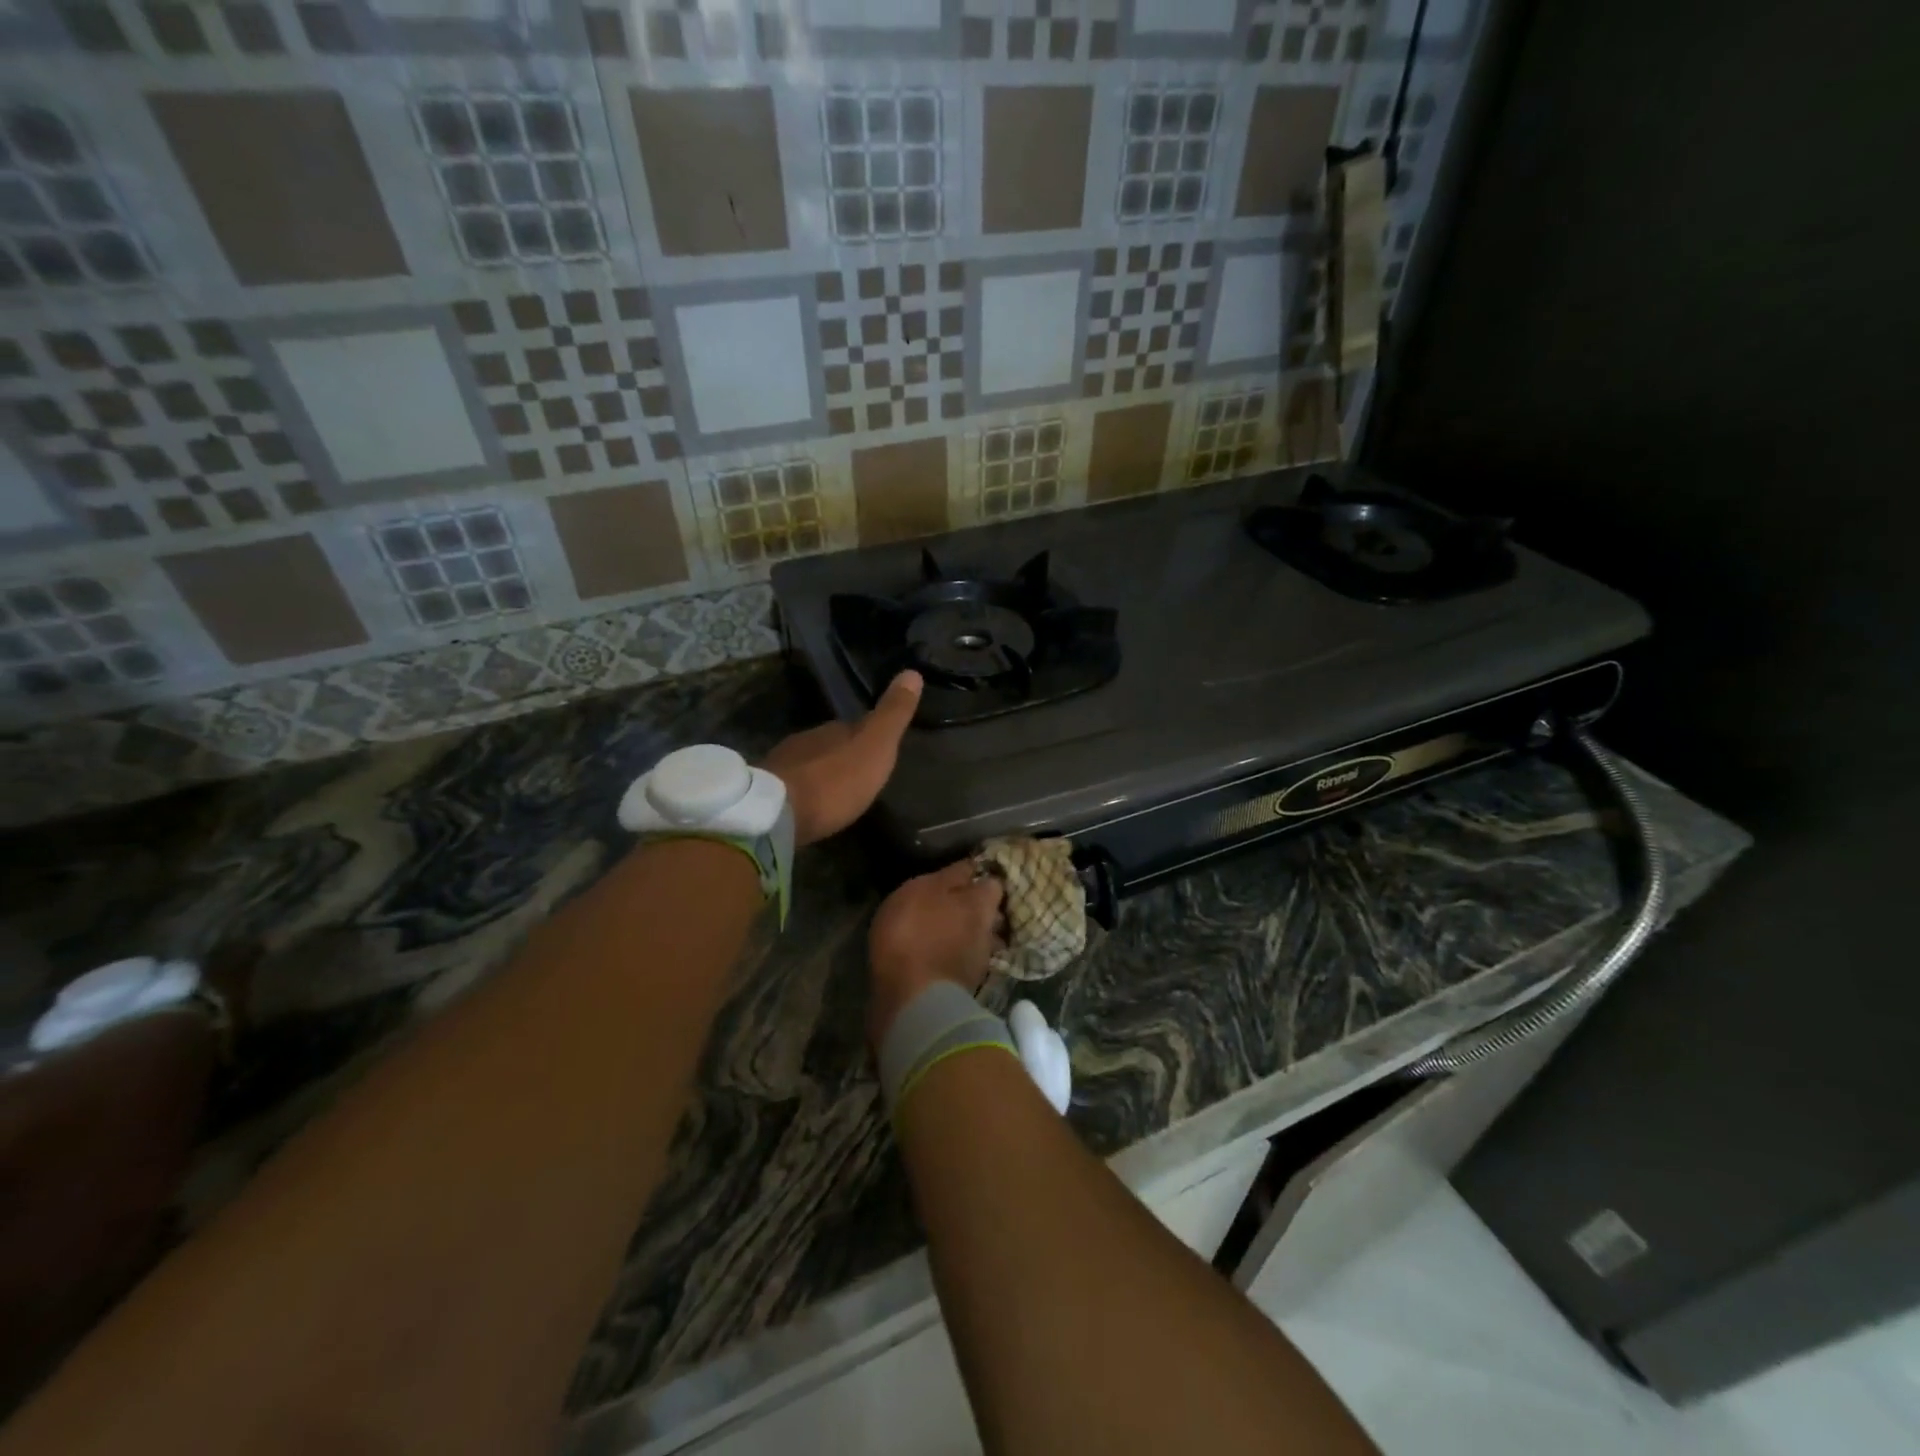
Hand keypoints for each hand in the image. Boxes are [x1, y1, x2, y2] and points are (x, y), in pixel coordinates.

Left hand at [763, 671, 921, 846]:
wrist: (777, 813)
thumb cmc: (834, 781)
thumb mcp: (875, 746)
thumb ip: (892, 714)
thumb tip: (912, 672)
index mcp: (833, 729)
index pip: (853, 726)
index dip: (867, 735)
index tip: (878, 748)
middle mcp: (805, 741)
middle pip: (829, 744)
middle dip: (842, 756)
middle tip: (859, 774)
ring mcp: (782, 766)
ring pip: (808, 764)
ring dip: (822, 775)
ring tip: (836, 793)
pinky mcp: (766, 794)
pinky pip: (792, 787)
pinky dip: (804, 793)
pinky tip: (811, 806)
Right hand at [867, 860, 1004, 1047]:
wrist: (912, 999)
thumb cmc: (914, 932)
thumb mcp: (923, 890)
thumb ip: (950, 877)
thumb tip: (973, 866)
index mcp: (981, 904)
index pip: (994, 884)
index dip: (983, 879)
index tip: (970, 877)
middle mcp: (989, 932)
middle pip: (992, 915)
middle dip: (978, 910)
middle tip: (957, 905)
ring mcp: (980, 963)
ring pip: (982, 942)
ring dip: (969, 938)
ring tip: (950, 935)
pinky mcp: (965, 988)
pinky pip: (966, 965)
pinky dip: (957, 960)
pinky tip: (942, 959)